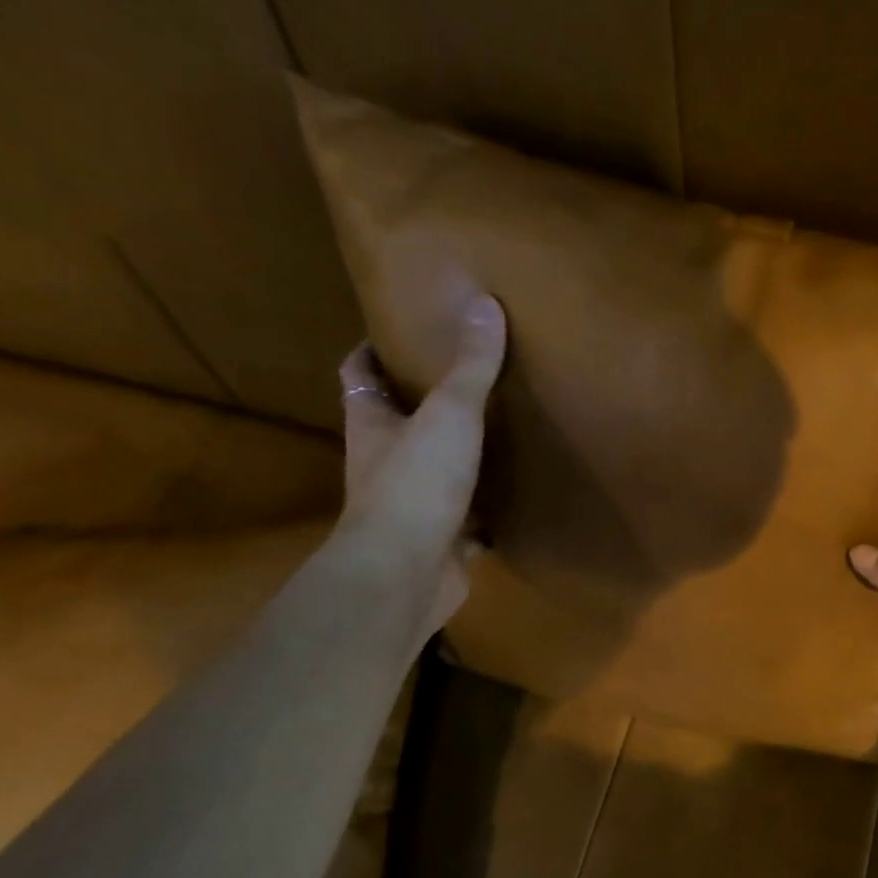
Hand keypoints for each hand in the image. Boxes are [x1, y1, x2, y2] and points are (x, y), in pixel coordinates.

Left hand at [335, 292, 506, 634]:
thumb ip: (470, 366)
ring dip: (458, 458)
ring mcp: (413, 507)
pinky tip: (517, 499)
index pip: (359, 375)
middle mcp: (384, 463)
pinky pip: (468, 520)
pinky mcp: (442, 542)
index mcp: (372, 425)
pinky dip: (488, 511)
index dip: (372, 351)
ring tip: (500, 432)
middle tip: (467, 377)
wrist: (405, 574)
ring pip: (434, 472)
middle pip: (398, 423)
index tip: (398, 330)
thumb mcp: (449, 414)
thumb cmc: (416, 484)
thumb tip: (484, 303)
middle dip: (424, 402)